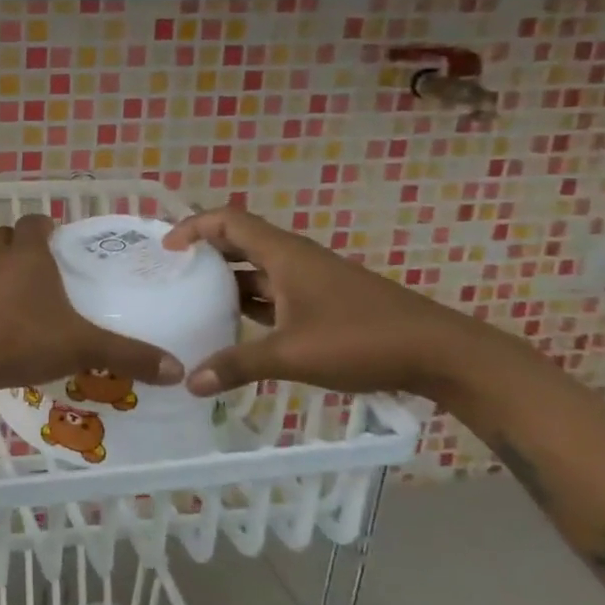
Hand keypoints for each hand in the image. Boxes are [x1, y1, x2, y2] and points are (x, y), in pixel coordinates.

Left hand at [0, 215, 183, 396]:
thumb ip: (128, 355)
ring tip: (37, 298)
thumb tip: (176, 369)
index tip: (62, 238)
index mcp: (27, 256)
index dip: (45, 225)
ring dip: (9, 274)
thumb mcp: (82, 346)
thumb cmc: (22, 338)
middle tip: (50, 264)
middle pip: (5, 238)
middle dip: (24, 244)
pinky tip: (16, 327)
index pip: (32, 222)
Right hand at [163, 207, 496, 403]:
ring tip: (191, 299)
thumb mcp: (291, 354)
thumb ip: (236, 365)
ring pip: (257, 270)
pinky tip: (233, 326)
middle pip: (239, 242)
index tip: (165, 250)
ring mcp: (311, 281)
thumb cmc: (361, 340)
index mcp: (284, 255)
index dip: (192, 227)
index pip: (228, 221)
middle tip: (170, 274)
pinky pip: (274, 293)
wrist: (439, 353)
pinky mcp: (323, 303)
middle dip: (203, 253)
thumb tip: (188, 383)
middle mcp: (294, 260)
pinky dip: (249, 303)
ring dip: (226, 280)